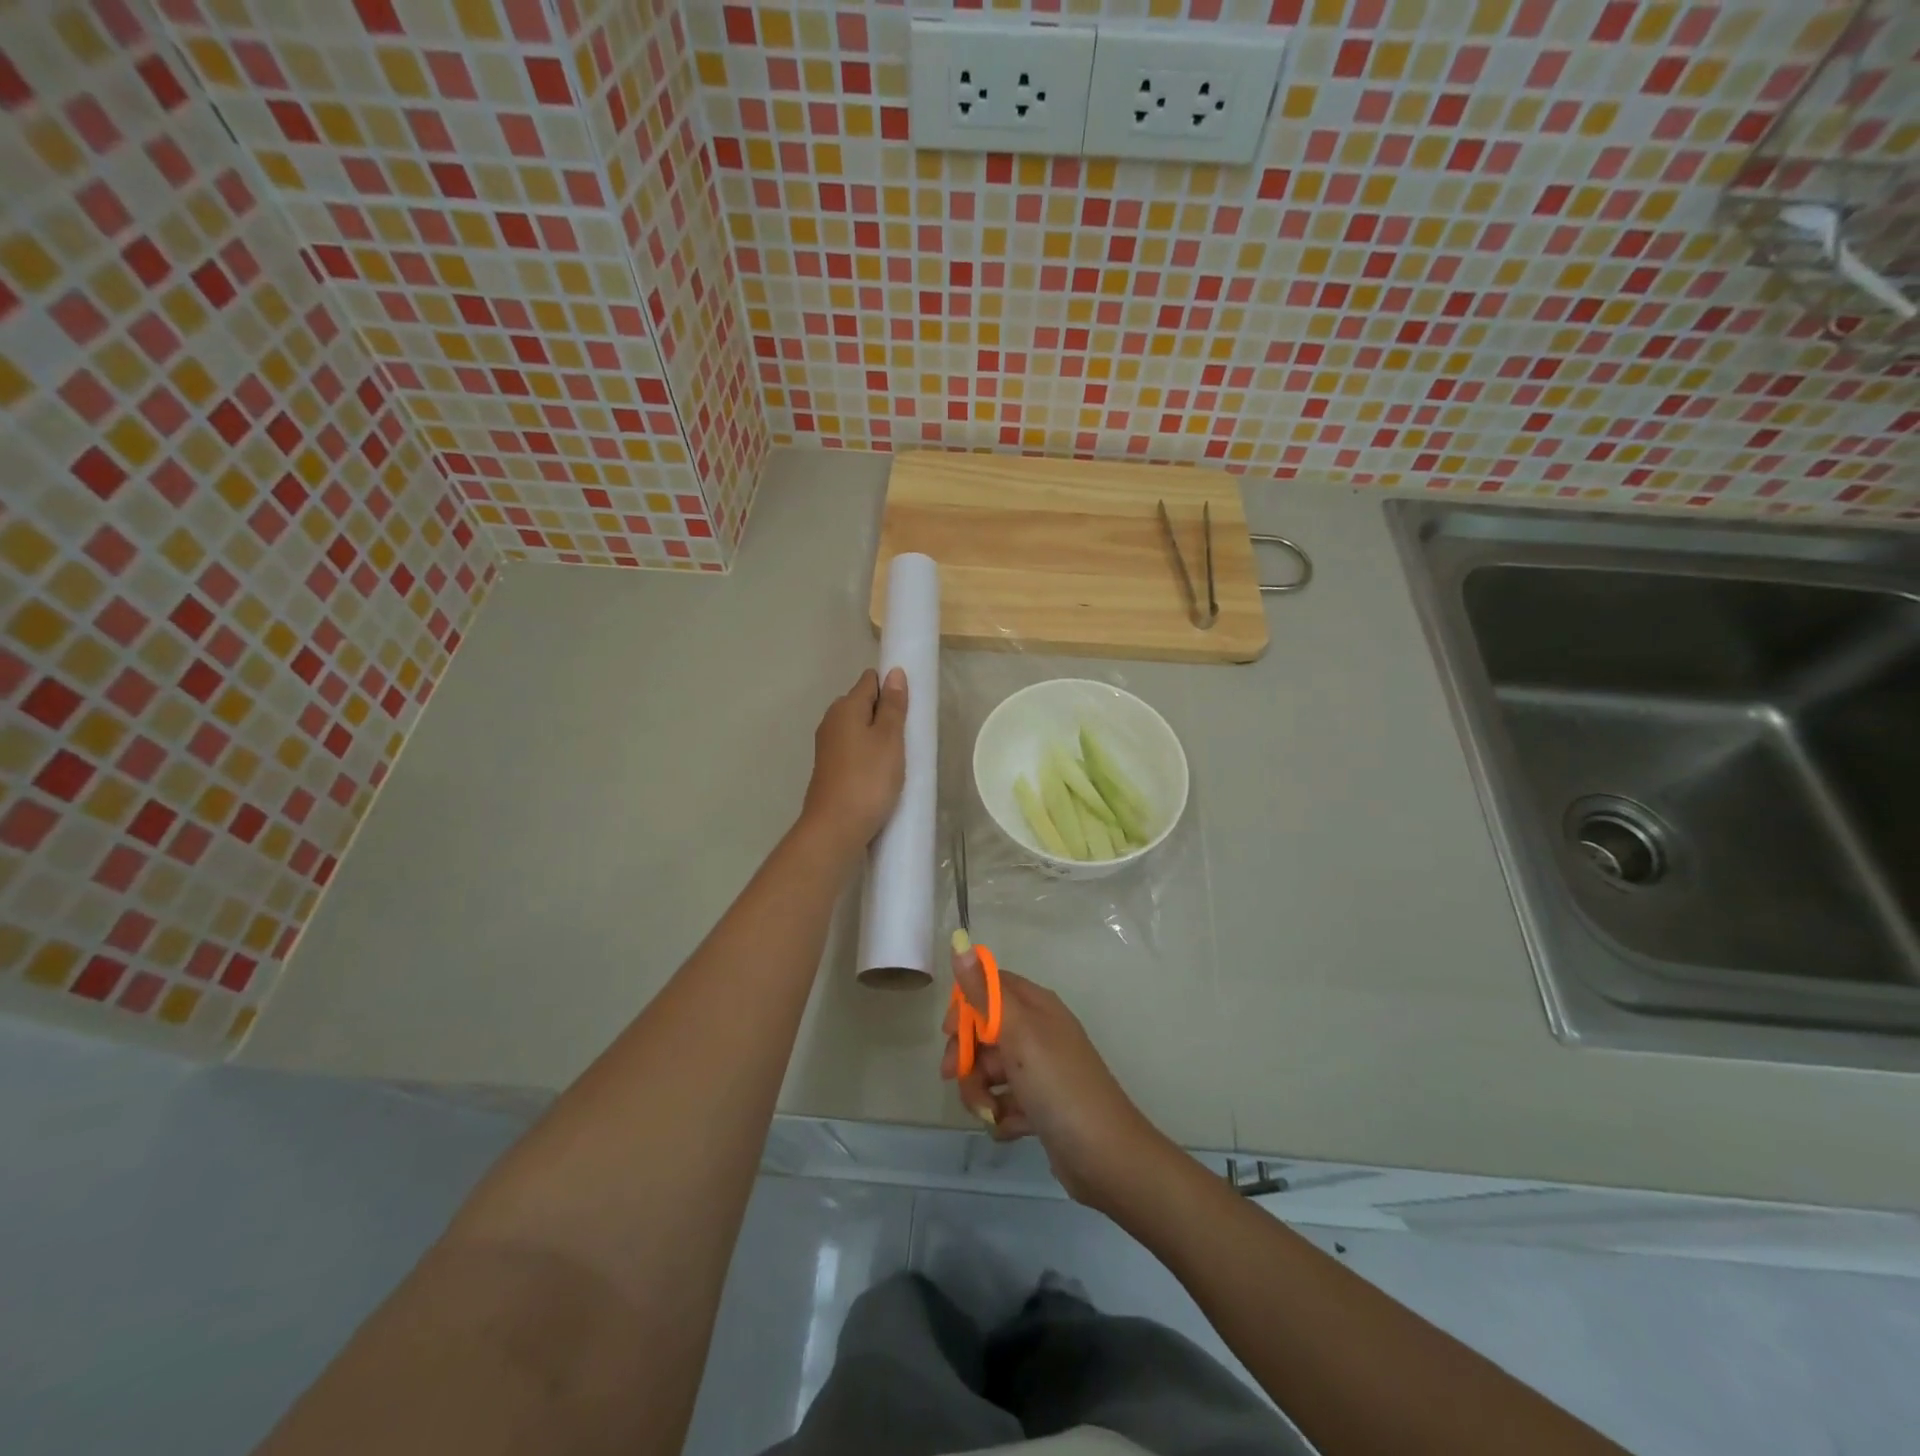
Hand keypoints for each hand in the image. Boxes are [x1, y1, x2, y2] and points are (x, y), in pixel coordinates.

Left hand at [799, 668, 907, 856]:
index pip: (870, 681)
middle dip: (885, 713)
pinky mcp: (830, 769)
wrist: (835, 829)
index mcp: (845, 707)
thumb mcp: (889, 739)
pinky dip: (869, 755)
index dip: (891, 687)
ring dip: (878, 737)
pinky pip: (854, 750)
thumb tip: (894, 672)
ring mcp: (828, 747)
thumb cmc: (868, 779)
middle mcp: (832, 721)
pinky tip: (882, 773)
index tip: (911, 706)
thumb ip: (893, 706)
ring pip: (859, 729)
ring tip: (900, 756)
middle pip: (863, 705)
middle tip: (909, 734)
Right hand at [941, 947, 1170, 1209]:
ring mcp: (1041, 1071)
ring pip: (991, 1071)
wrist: (1105, 1156)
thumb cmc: (1058, 1085)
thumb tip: (960, 940)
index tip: (949, 1031)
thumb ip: (984, 991)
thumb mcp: (1018, 1032)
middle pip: (985, 1032)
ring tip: (989, 1112)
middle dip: (966, 1056)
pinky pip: (1006, 1102)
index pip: (991, 987)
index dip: (965, 1006)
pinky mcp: (1041, 1106)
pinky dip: (1002, 1115)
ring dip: (980, 1092)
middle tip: (954, 1076)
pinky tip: (1010, 1128)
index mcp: (1036, 1007)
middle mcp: (1039, 1033)